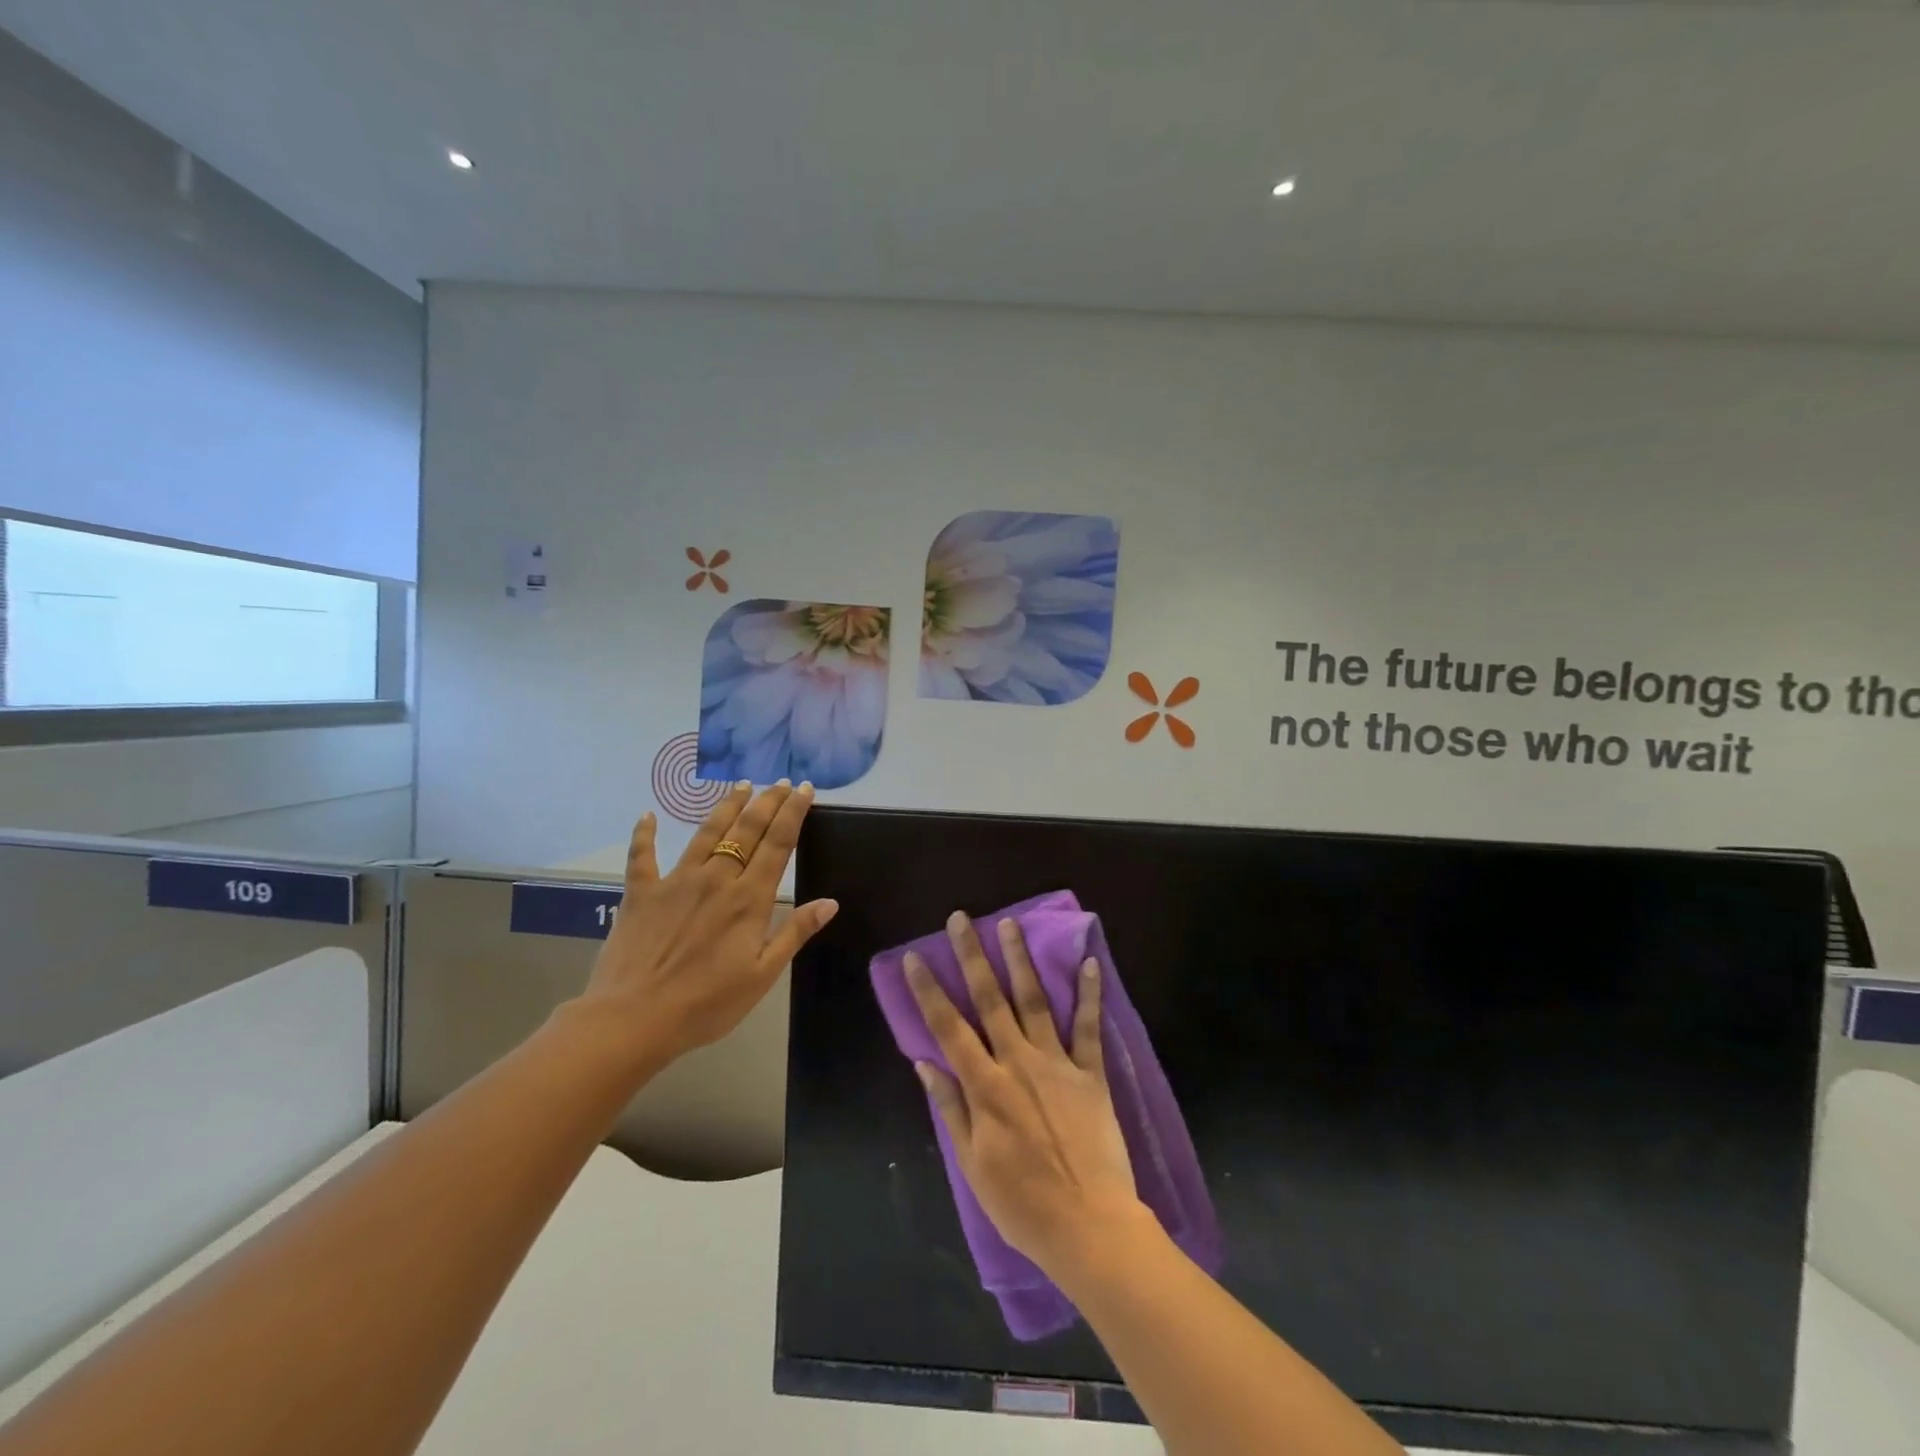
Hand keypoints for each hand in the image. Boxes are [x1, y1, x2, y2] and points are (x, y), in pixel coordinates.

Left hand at [572, 781, 837, 1068]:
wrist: (633, 1019)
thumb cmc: (706, 1003)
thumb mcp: (762, 975)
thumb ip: (794, 933)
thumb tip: (830, 902)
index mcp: (749, 899)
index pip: (778, 844)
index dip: (793, 813)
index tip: (804, 789)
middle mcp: (716, 879)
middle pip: (746, 830)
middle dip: (767, 802)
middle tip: (780, 782)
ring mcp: (675, 882)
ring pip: (706, 833)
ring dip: (726, 807)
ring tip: (740, 785)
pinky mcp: (640, 893)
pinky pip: (642, 857)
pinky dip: (644, 834)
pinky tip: (646, 815)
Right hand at [906, 912, 1144, 1278]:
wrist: (1089, 1226)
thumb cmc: (1022, 1203)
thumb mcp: (972, 1164)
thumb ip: (950, 1107)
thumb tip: (925, 1062)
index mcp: (985, 1086)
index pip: (949, 1027)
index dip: (929, 991)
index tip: (917, 958)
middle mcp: (1018, 1062)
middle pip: (990, 1000)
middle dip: (972, 956)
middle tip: (961, 919)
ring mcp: (1057, 1064)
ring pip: (1034, 1001)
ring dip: (1020, 960)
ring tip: (1010, 923)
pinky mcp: (1090, 1074)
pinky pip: (1089, 1027)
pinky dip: (1089, 994)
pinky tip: (1088, 962)